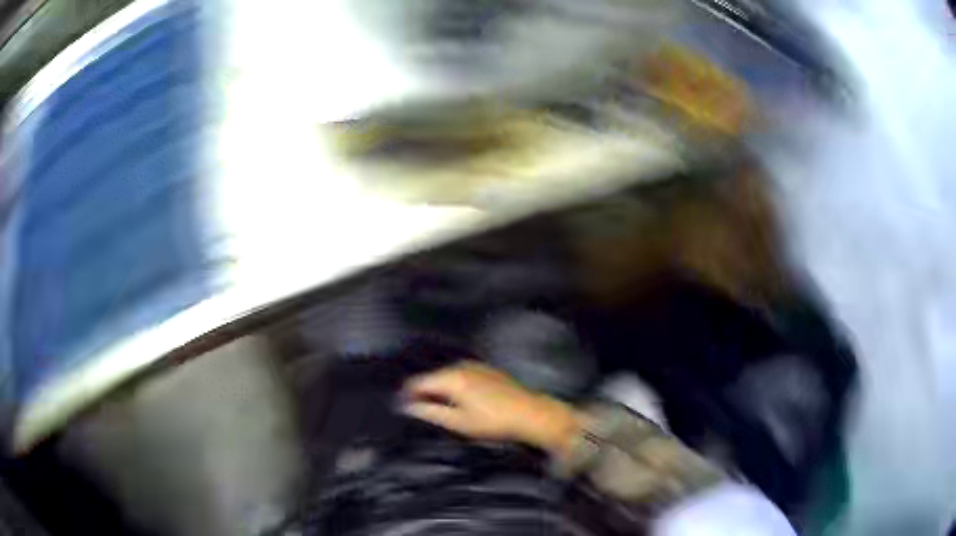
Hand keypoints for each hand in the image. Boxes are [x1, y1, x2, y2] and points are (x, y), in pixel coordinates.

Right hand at [400, 361, 582, 453]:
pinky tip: (457, 400)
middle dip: (422, 392)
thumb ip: (430, 413)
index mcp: (451, 377)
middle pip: (432, 377)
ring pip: (446, 375)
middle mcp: (460, 366)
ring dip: (438, 389)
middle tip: (418, 411)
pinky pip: (460, 375)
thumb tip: (407, 407)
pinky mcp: (487, 370)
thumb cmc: (493, 421)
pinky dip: (453, 385)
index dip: (406, 395)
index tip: (401, 409)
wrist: (531, 413)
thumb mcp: (459, 422)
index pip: (418, 382)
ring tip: (436, 408)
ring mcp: (475, 365)